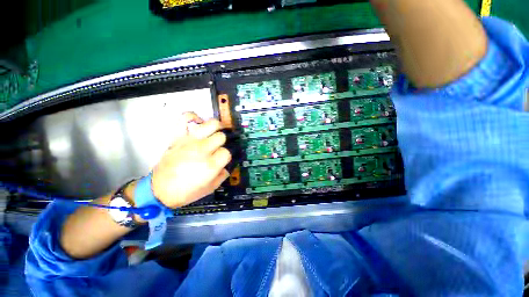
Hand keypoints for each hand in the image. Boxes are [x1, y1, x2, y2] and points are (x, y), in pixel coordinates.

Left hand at [151, 112, 230, 207]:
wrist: (159, 191)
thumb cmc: (187, 192)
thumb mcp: (211, 187)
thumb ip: (224, 174)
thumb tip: (228, 163)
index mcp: (210, 165)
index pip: (227, 152)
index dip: (228, 155)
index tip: (224, 159)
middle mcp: (201, 150)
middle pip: (221, 136)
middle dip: (224, 141)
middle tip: (221, 145)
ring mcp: (189, 141)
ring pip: (210, 124)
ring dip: (217, 127)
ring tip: (217, 131)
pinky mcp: (178, 137)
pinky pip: (185, 118)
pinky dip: (193, 117)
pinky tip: (199, 122)